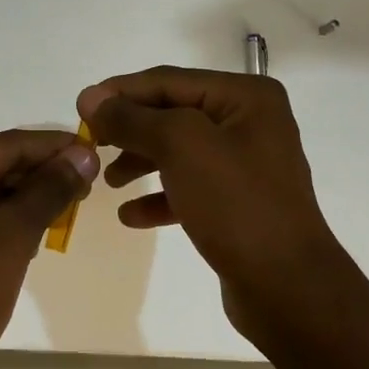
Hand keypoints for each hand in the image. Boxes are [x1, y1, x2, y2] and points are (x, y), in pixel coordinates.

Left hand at [0, 129, 98, 368]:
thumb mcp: (9, 240)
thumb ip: (48, 191)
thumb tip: (82, 154)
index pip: (9, 144)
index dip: (56, 148)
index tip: (98, 154)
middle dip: (41, 174)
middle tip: (88, 188)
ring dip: (23, 198)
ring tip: (67, 209)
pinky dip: (0, 219)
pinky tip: (31, 232)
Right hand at [76, 66, 359, 341]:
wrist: (288, 287)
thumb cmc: (236, 203)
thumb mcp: (180, 147)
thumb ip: (132, 119)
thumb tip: (91, 98)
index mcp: (246, 97)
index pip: (169, 81)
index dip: (121, 91)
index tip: (80, 107)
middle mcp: (249, 123)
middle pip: (173, 114)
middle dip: (130, 129)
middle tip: (91, 143)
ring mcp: (246, 165)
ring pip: (178, 151)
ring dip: (140, 162)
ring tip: (109, 181)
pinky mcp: (238, 203)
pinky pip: (189, 187)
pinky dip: (159, 197)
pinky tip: (131, 216)